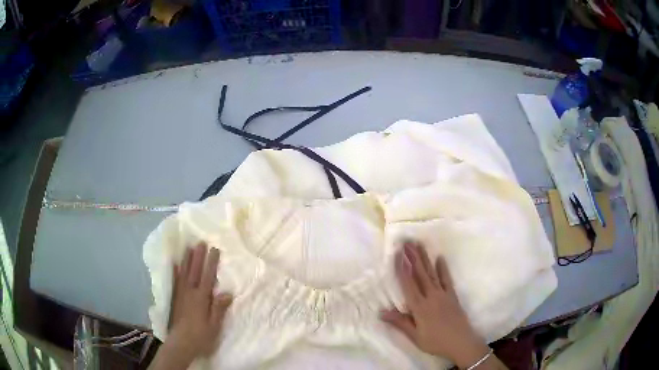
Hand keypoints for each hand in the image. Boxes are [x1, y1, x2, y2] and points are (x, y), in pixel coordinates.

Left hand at [150, 243, 232, 369]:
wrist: (180, 344)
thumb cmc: (200, 336)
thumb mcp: (214, 326)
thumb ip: (218, 308)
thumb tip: (227, 292)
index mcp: (201, 299)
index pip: (207, 277)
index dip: (211, 263)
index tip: (214, 249)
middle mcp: (190, 293)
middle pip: (194, 271)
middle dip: (198, 256)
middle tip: (201, 241)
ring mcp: (180, 294)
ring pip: (183, 273)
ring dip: (187, 259)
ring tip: (189, 247)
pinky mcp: (175, 299)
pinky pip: (174, 281)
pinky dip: (174, 271)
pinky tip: (174, 263)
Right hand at [380, 241, 495, 368]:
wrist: (461, 343)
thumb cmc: (435, 342)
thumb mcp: (415, 336)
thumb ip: (400, 322)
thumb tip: (381, 312)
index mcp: (420, 307)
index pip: (408, 284)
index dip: (402, 268)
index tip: (397, 253)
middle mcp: (431, 296)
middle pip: (420, 274)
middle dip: (413, 257)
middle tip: (407, 241)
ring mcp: (443, 294)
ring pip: (432, 273)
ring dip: (425, 258)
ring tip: (419, 245)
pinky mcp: (452, 296)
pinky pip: (447, 279)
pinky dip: (443, 268)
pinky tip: (440, 258)